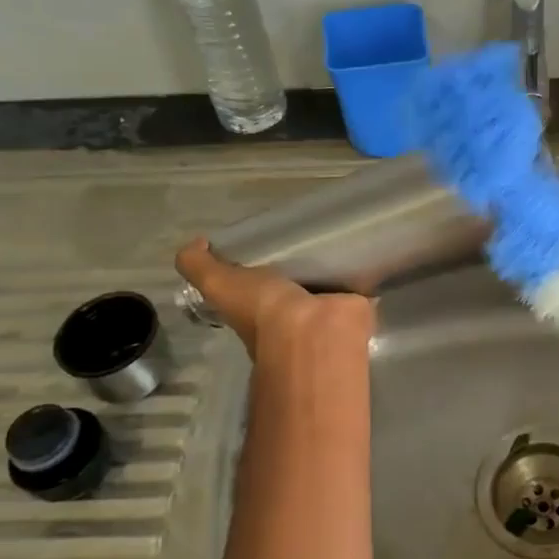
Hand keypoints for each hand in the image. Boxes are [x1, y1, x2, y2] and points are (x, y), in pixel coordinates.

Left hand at [175, 239, 374, 356]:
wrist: (313, 330)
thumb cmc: (263, 310)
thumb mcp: (218, 283)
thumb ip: (199, 266)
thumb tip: (196, 243)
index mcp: (257, 308)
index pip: (255, 284)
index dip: (259, 264)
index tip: (269, 238)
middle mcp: (289, 313)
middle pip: (292, 282)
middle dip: (298, 262)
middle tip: (307, 228)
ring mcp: (324, 310)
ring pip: (325, 282)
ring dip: (330, 265)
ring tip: (337, 231)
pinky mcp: (354, 304)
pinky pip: (357, 283)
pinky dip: (360, 269)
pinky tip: (363, 246)